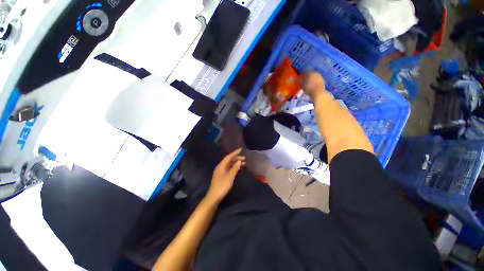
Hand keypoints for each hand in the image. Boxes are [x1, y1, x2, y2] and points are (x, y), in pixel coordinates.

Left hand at [206, 149, 244, 203]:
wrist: (214, 196)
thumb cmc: (222, 186)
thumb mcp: (230, 177)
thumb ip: (235, 168)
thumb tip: (239, 161)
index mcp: (221, 166)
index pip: (228, 157)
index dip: (234, 153)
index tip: (240, 149)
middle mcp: (220, 167)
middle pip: (228, 160)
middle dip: (236, 158)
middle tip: (244, 158)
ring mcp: (220, 171)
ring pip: (229, 164)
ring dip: (235, 163)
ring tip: (243, 162)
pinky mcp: (221, 176)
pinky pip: (228, 168)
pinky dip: (233, 167)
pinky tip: (238, 168)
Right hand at [300, 72, 326, 99]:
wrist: (318, 92)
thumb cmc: (309, 88)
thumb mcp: (302, 85)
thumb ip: (300, 81)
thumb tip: (298, 79)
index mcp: (310, 73)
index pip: (305, 73)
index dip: (302, 76)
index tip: (300, 80)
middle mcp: (315, 73)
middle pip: (310, 75)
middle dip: (307, 78)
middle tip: (304, 83)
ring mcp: (320, 76)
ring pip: (314, 77)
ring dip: (311, 80)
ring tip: (309, 85)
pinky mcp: (323, 80)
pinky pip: (317, 81)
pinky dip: (315, 82)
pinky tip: (313, 86)